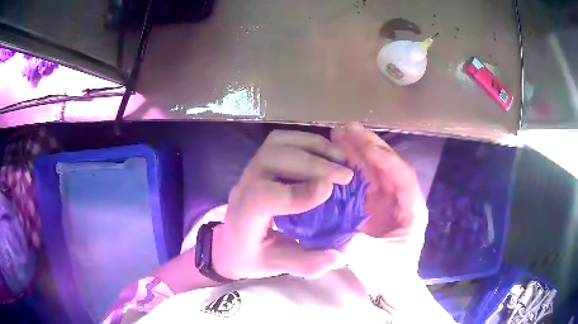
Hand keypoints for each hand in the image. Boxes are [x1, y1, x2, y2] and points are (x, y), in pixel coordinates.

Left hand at [213, 130, 351, 279]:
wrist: (231, 242)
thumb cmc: (251, 256)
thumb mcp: (276, 267)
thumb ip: (306, 263)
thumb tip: (339, 255)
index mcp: (244, 217)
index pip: (262, 197)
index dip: (297, 193)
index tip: (329, 189)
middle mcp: (244, 186)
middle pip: (271, 160)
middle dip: (313, 164)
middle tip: (346, 174)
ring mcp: (251, 169)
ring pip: (277, 143)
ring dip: (313, 146)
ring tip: (341, 157)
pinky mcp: (261, 161)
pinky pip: (282, 140)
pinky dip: (307, 142)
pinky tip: (327, 153)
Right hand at [331, 123, 427, 287]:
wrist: (390, 287)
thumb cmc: (389, 275)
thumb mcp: (373, 262)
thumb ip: (355, 243)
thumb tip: (333, 224)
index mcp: (411, 210)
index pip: (402, 176)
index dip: (384, 159)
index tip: (363, 144)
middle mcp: (400, 200)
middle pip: (388, 166)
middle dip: (369, 145)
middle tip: (346, 128)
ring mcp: (386, 201)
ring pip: (374, 170)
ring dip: (358, 151)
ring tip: (338, 134)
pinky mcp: (372, 206)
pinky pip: (362, 182)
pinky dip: (351, 168)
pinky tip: (337, 157)